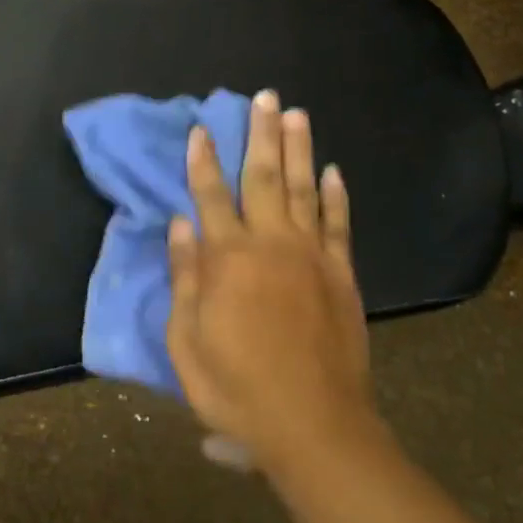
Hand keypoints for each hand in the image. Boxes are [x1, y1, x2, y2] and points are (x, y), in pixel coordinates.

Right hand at [166, 91, 377, 475]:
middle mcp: (271, 244)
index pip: (211, 196)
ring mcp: (312, 256)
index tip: (201, 128)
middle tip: (264, 96)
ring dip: (299, 149)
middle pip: (264, 178)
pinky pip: (339, 225)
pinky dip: (337, 196)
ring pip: (305, 189)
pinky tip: (334, 170)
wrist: (314, 426)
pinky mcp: (342, 275)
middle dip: (260, 135)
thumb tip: (180, 225)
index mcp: (228, 259)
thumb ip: (185, 278)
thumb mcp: (188, 341)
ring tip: (295, 114)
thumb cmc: (237, 388)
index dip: (203, 161)